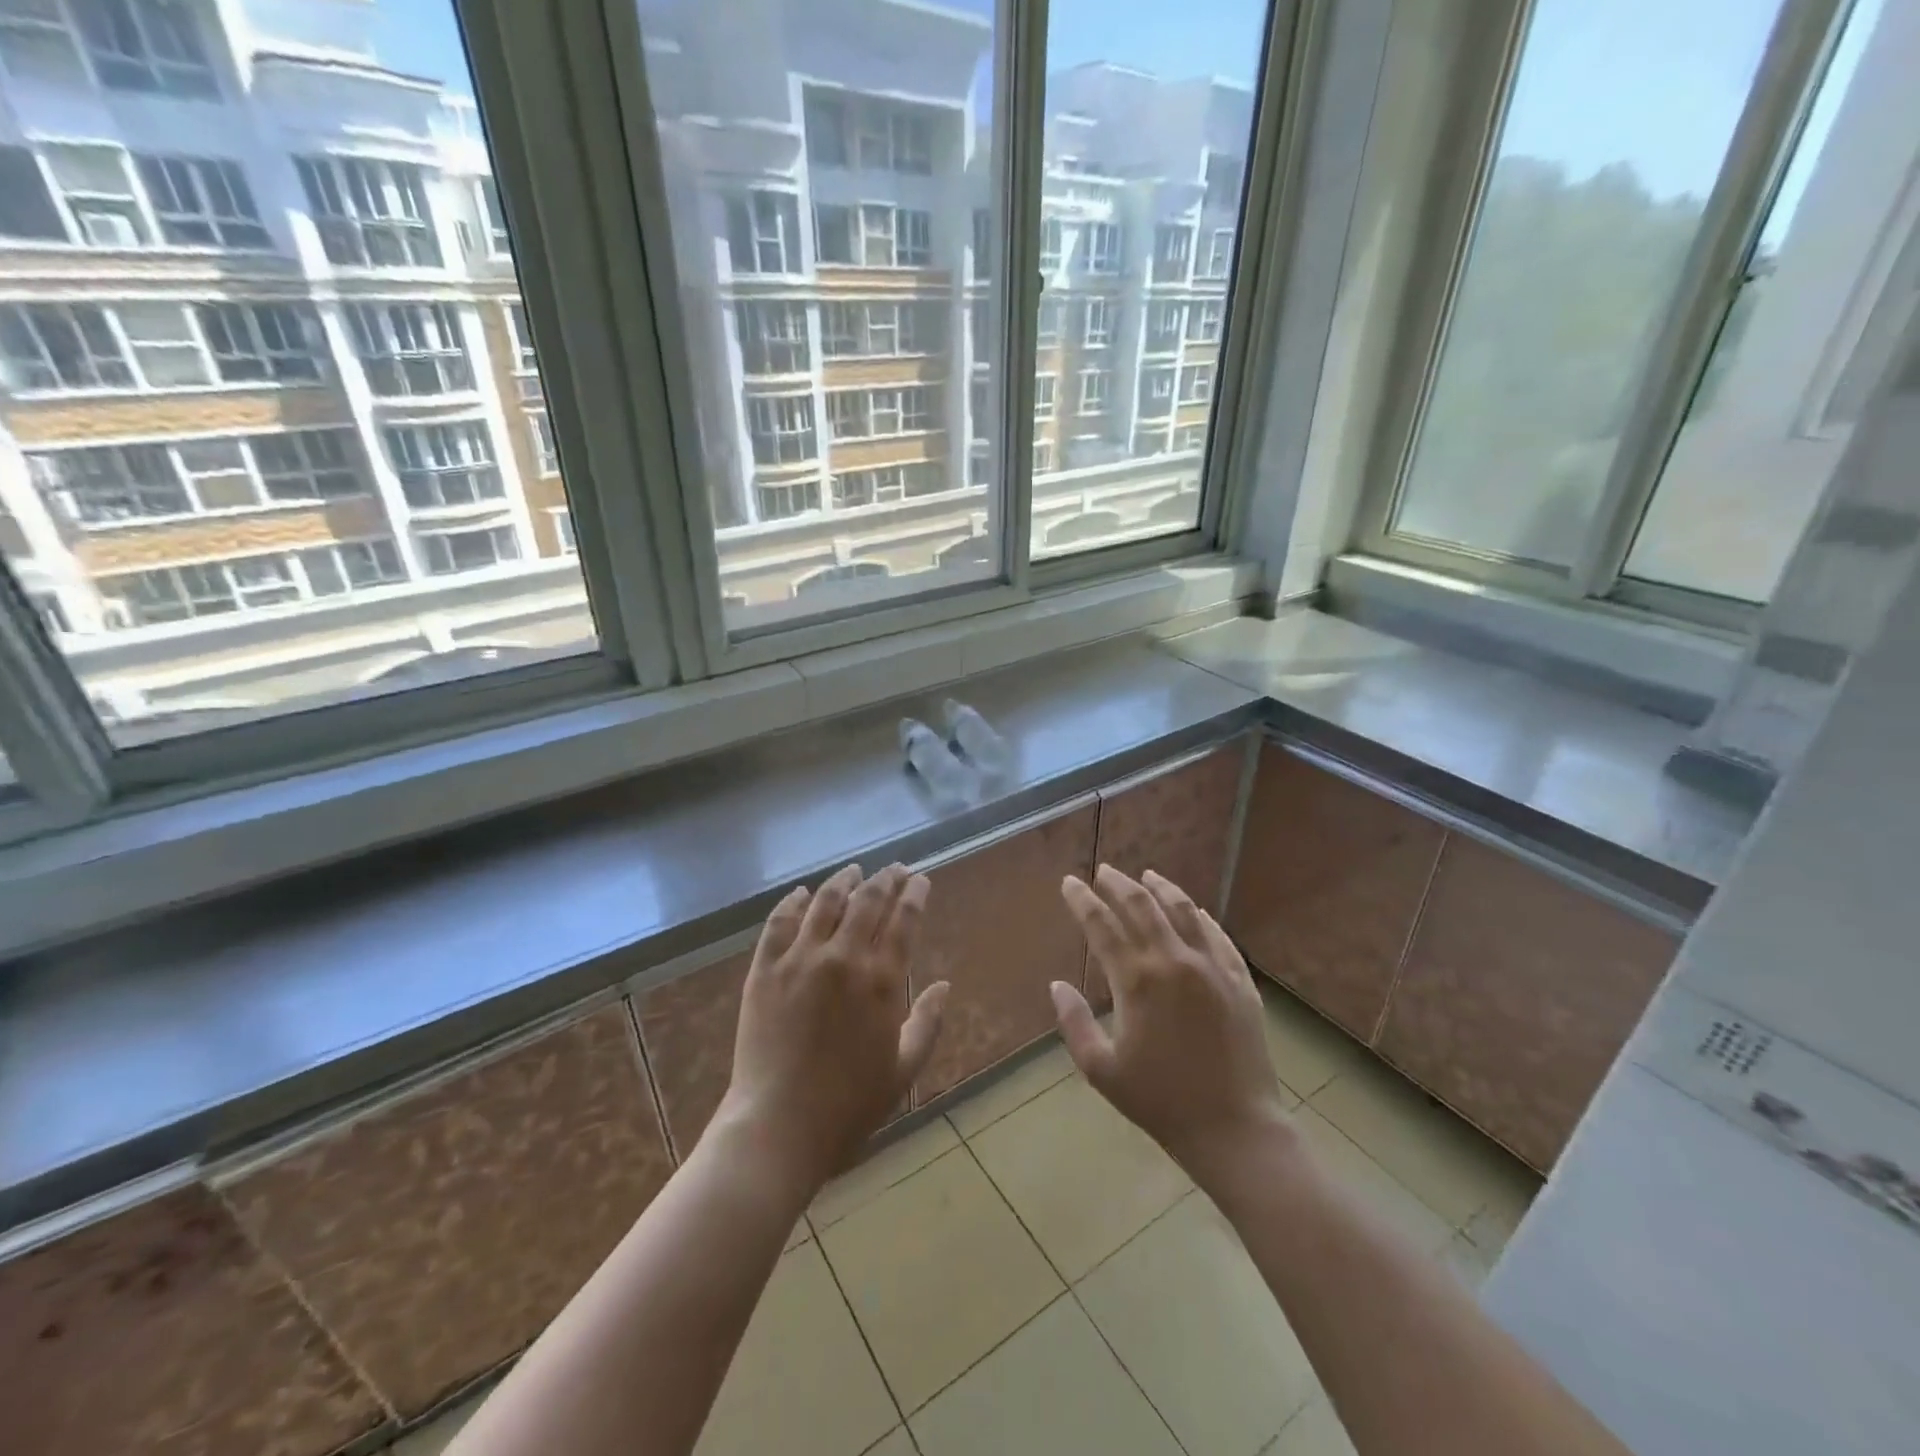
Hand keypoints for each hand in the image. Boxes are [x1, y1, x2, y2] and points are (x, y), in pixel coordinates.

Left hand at [715, 863, 948, 1194]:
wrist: (778, 1126)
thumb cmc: (849, 1106)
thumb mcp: (903, 1070)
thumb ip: (928, 1023)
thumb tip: (944, 986)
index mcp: (882, 980)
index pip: (903, 920)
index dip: (914, 894)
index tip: (920, 879)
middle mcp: (843, 957)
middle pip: (868, 901)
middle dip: (885, 879)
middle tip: (894, 868)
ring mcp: (800, 959)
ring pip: (825, 902)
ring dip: (843, 881)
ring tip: (853, 870)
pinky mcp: (764, 969)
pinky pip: (779, 923)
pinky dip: (792, 902)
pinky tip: (801, 893)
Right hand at [1052, 866, 1289, 1188]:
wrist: (1235, 1128)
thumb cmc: (1161, 1102)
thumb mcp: (1102, 1070)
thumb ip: (1074, 1023)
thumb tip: (1057, 985)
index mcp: (1137, 981)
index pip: (1102, 925)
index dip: (1082, 900)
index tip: (1070, 883)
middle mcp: (1174, 961)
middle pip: (1142, 907)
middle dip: (1118, 884)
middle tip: (1104, 871)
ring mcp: (1212, 967)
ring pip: (1183, 911)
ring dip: (1161, 889)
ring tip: (1147, 876)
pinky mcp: (1239, 980)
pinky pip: (1217, 935)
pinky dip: (1199, 916)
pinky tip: (1193, 910)